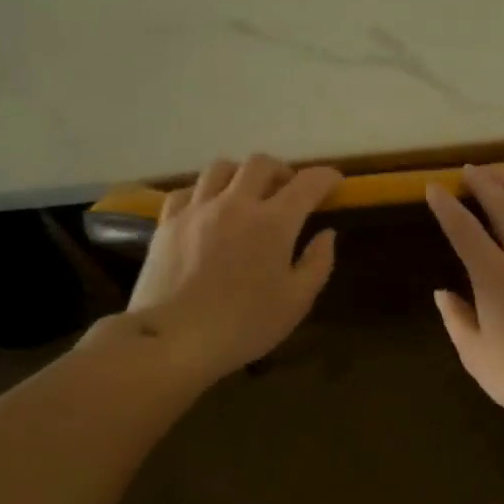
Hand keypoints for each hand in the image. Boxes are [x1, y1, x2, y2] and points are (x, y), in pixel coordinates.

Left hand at [122, 155, 340, 384]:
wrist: (173, 340)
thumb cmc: (244, 325)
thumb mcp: (297, 302)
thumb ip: (318, 263)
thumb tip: (326, 234)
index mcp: (274, 222)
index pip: (308, 183)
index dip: (326, 177)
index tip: (335, 183)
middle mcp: (235, 203)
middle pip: (261, 163)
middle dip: (281, 171)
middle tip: (288, 191)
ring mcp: (197, 209)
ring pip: (221, 168)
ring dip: (241, 175)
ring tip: (246, 195)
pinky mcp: (168, 222)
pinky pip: (187, 190)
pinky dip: (204, 192)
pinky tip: (207, 210)